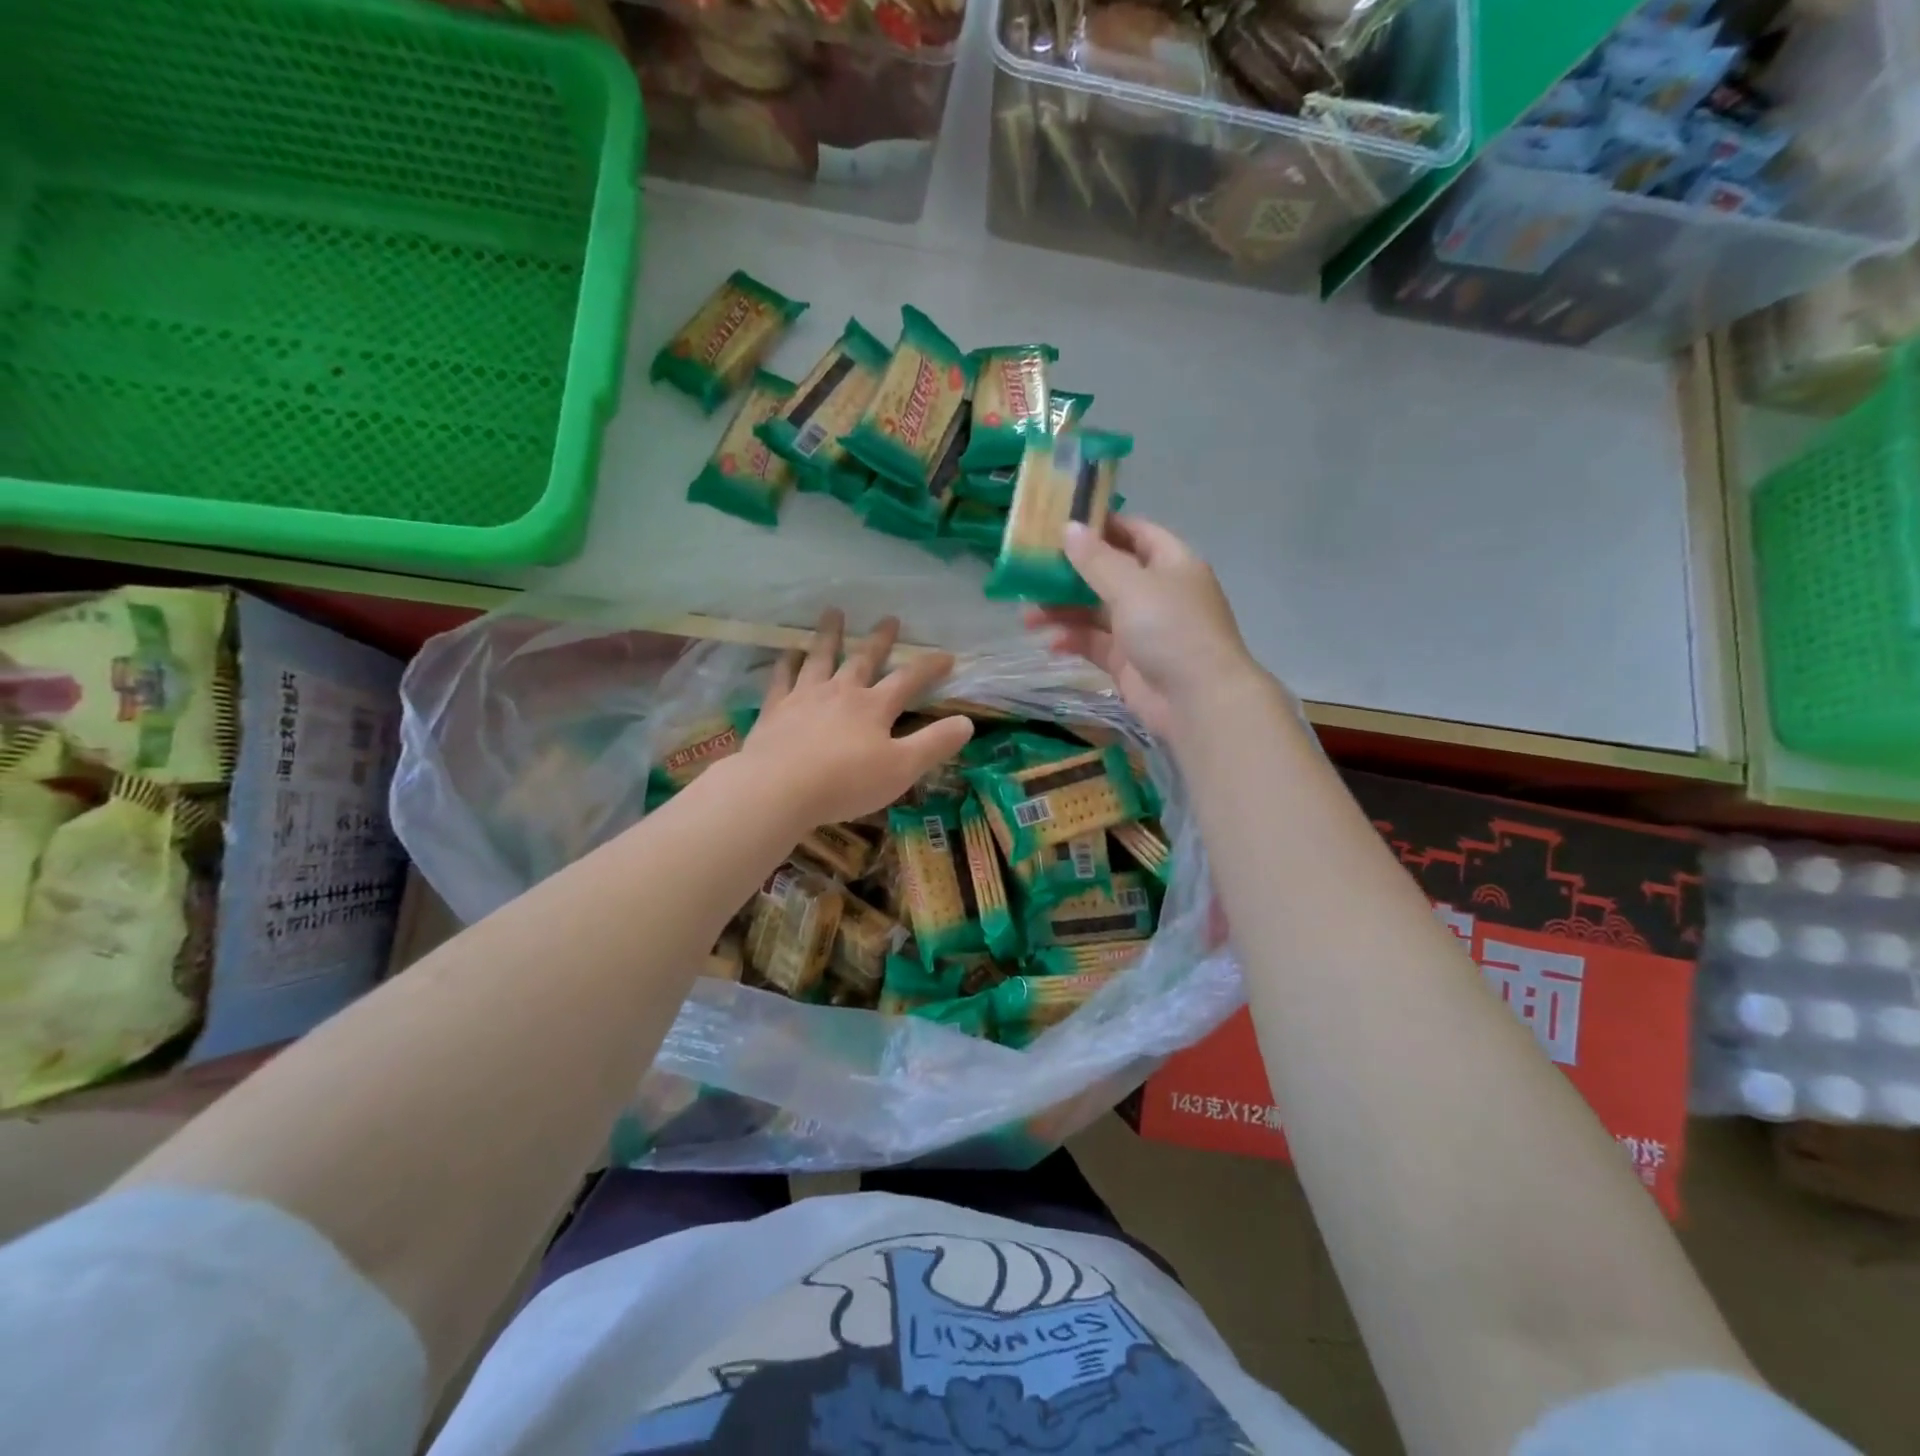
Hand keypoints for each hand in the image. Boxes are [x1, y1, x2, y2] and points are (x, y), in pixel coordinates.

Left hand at [739, 610, 973, 827]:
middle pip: (863, 659)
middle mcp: (841, 692)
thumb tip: (967, 721)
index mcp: (874, 707)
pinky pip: (782, 678)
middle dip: (880, 640)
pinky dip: (787, 663)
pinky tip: (789, 652)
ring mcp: (805, 697)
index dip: (929, 667)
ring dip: (829, 635)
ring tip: (834, 613)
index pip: (908, 679)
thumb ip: (934, 744)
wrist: (780, 788)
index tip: (947, 656)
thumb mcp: (902, 768)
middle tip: (889, 618)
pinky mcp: (775, 709)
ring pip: (820, 658)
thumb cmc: (846, 782)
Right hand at [1024, 515, 1262, 741]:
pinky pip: (1096, 644)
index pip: (1135, 532)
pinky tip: (1050, 644)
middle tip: (1031, 573)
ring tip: (1027, 616)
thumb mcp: (1131, 586)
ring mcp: (1143, 630)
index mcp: (1170, 563)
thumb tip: (1069, 527)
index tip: (1061, 524)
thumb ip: (1096, 559)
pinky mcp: (1129, 662)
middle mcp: (1158, 593)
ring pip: (1096, 611)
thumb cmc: (1170, 630)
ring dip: (1064, 611)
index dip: (1101, 526)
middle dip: (1070, 574)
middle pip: (1109, 574)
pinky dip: (1074, 641)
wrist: (1198, 701)